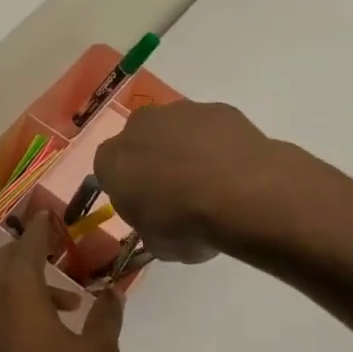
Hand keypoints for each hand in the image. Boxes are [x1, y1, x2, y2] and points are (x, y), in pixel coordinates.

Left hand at [0, 213, 124, 351]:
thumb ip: (106, 318)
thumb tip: (112, 294)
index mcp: (18, 292)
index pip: (28, 245)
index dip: (41, 228)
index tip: (52, 215)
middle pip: (7, 260)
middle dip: (33, 253)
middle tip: (63, 256)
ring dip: (27, 282)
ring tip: (66, 306)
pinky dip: (14, 303)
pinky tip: (42, 330)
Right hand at [93, 100, 281, 262]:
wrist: (244, 195)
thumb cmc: (188, 224)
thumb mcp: (158, 244)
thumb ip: (149, 227)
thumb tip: (160, 225)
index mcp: (113, 160)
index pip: (108, 170)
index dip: (126, 188)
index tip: (144, 206)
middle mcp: (139, 126)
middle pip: (139, 141)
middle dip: (152, 160)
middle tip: (176, 190)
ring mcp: (179, 111)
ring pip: (175, 129)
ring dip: (185, 148)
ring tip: (211, 180)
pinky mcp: (217, 108)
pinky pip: (210, 127)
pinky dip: (217, 143)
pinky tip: (234, 167)